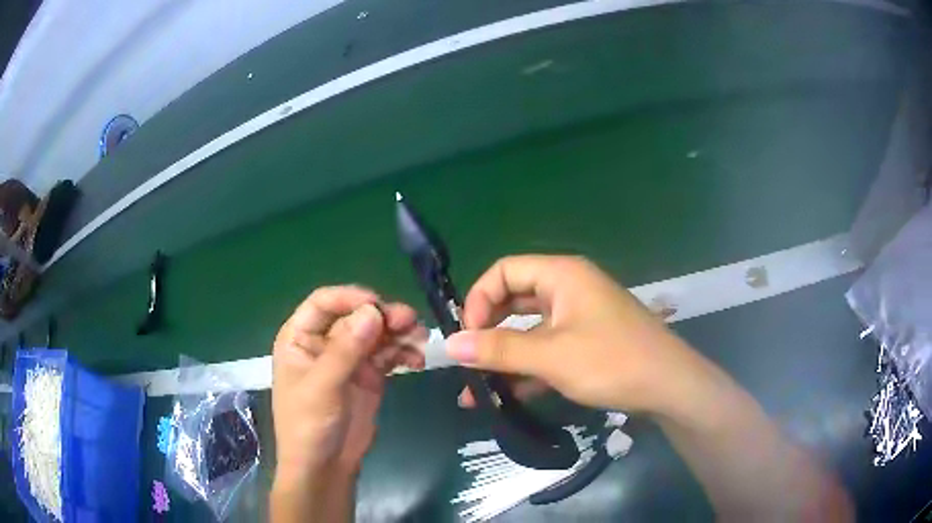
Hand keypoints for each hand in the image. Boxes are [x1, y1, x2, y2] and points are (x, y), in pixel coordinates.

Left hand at [271, 286, 425, 487]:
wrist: (325, 467)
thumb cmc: (309, 425)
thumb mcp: (322, 387)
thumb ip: (345, 349)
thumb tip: (372, 311)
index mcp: (300, 338)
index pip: (324, 303)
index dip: (350, 298)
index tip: (379, 305)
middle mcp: (324, 342)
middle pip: (356, 316)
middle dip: (382, 316)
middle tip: (410, 322)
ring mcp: (348, 359)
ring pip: (376, 333)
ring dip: (398, 333)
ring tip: (421, 340)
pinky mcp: (368, 376)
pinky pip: (388, 355)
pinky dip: (403, 353)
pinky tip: (417, 360)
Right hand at [447, 255, 701, 415]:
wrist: (670, 388)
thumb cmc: (613, 362)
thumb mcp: (552, 356)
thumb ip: (500, 349)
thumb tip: (449, 345)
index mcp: (562, 275)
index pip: (504, 271)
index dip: (479, 300)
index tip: (467, 337)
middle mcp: (568, 289)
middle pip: (514, 300)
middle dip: (487, 331)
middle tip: (468, 362)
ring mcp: (578, 318)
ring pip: (529, 330)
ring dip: (503, 357)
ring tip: (476, 391)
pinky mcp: (585, 343)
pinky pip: (546, 349)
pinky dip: (526, 369)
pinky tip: (507, 397)